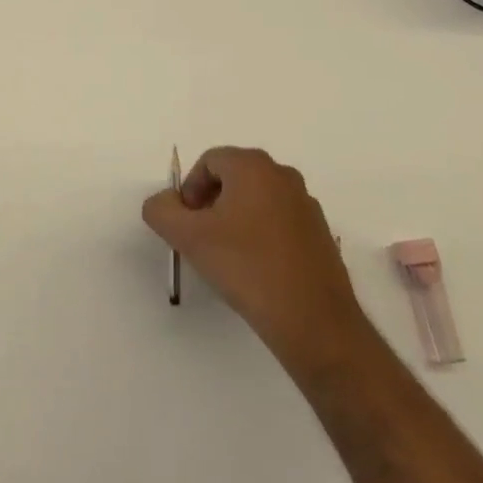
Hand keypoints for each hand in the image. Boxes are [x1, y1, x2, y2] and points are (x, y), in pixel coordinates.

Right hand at [143, 147, 366, 381]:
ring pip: (257, 201)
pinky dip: (261, 236)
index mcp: (253, 166)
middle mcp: (283, 175)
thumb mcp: (188, 237)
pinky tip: (257, 271)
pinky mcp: (320, 234)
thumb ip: (162, 210)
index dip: (190, 191)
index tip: (187, 226)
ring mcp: (306, 204)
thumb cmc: (246, 267)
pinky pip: (279, 222)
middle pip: (233, 178)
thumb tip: (164, 202)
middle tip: (202, 240)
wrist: (313, 321)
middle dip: (211, 204)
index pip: (208, 162)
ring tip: (228, 259)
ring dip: (235, 220)